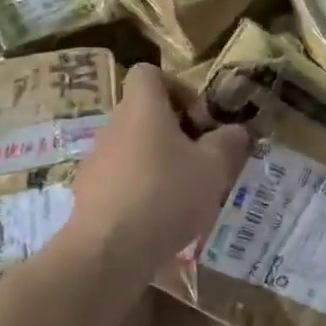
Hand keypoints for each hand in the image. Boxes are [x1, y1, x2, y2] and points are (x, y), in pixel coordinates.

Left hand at [65, 65, 250, 273]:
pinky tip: (161, 219)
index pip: (149, 73)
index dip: (178, 87)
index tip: (200, 117)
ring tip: (186, 194)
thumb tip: (236, 130)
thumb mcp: (214, 167)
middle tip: (202, 159)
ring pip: (135, 148)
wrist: (108, 251)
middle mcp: (114, 126)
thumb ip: (229, 142)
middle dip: (176, 132)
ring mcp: (97, 161)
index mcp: (143, 108)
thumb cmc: (166, 194)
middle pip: (145, 114)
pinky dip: (142, 190)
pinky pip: (122, 180)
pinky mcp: (89, 195)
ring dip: (160, 163)